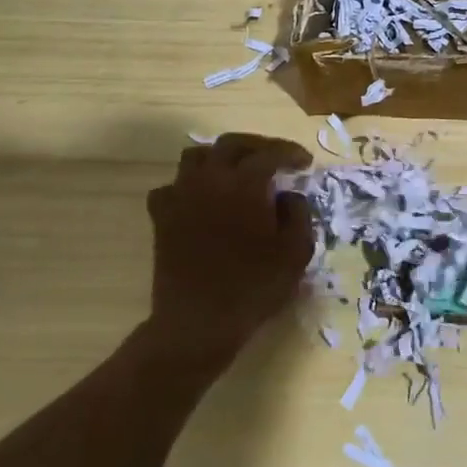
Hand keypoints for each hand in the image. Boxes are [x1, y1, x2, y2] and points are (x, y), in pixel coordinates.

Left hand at [145, 133, 315, 370]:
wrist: (198, 322)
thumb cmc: (253, 287)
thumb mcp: (296, 252)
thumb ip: (299, 213)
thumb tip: (287, 194)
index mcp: (245, 184)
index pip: (270, 153)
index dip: (290, 153)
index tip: (305, 163)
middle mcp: (210, 180)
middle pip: (231, 143)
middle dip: (257, 145)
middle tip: (275, 157)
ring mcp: (181, 196)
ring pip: (196, 156)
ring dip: (220, 157)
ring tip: (236, 171)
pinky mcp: (162, 217)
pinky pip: (172, 186)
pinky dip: (188, 184)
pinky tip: (201, 199)